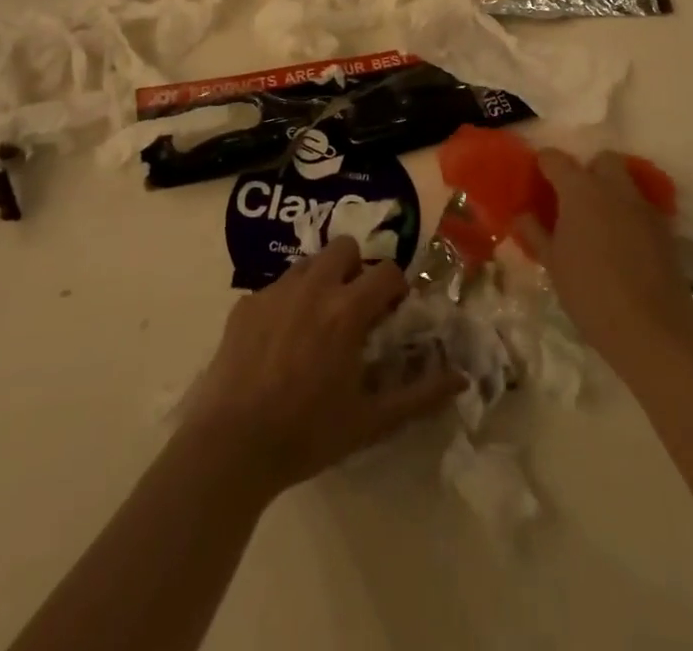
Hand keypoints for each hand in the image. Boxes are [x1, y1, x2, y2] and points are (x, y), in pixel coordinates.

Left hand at [180, 237, 463, 496]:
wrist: (231, 445)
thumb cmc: (308, 433)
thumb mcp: (371, 421)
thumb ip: (419, 395)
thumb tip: (460, 378)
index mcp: (347, 310)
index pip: (387, 271)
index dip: (395, 288)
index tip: (391, 312)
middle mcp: (313, 286)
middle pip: (345, 247)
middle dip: (356, 269)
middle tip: (354, 308)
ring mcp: (276, 290)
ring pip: (309, 263)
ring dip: (322, 281)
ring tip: (316, 323)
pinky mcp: (246, 303)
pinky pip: (276, 287)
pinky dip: (287, 303)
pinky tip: (279, 343)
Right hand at [517, 150, 692, 372]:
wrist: (651, 327)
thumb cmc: (590, 291)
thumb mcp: (552, 263)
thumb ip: (535, 232)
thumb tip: (522, 214)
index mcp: (580, 190)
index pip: (556, 159)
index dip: (544, 164)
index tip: (537, 179)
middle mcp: (613, 188)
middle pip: (601, 160)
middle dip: (588, 170)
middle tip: (574, 199)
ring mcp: (643, 206)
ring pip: (625, 182)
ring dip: (611, 192)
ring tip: (598, 223)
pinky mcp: (664, 228)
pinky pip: (641, 208)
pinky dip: (629, 215)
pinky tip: (622, 244)